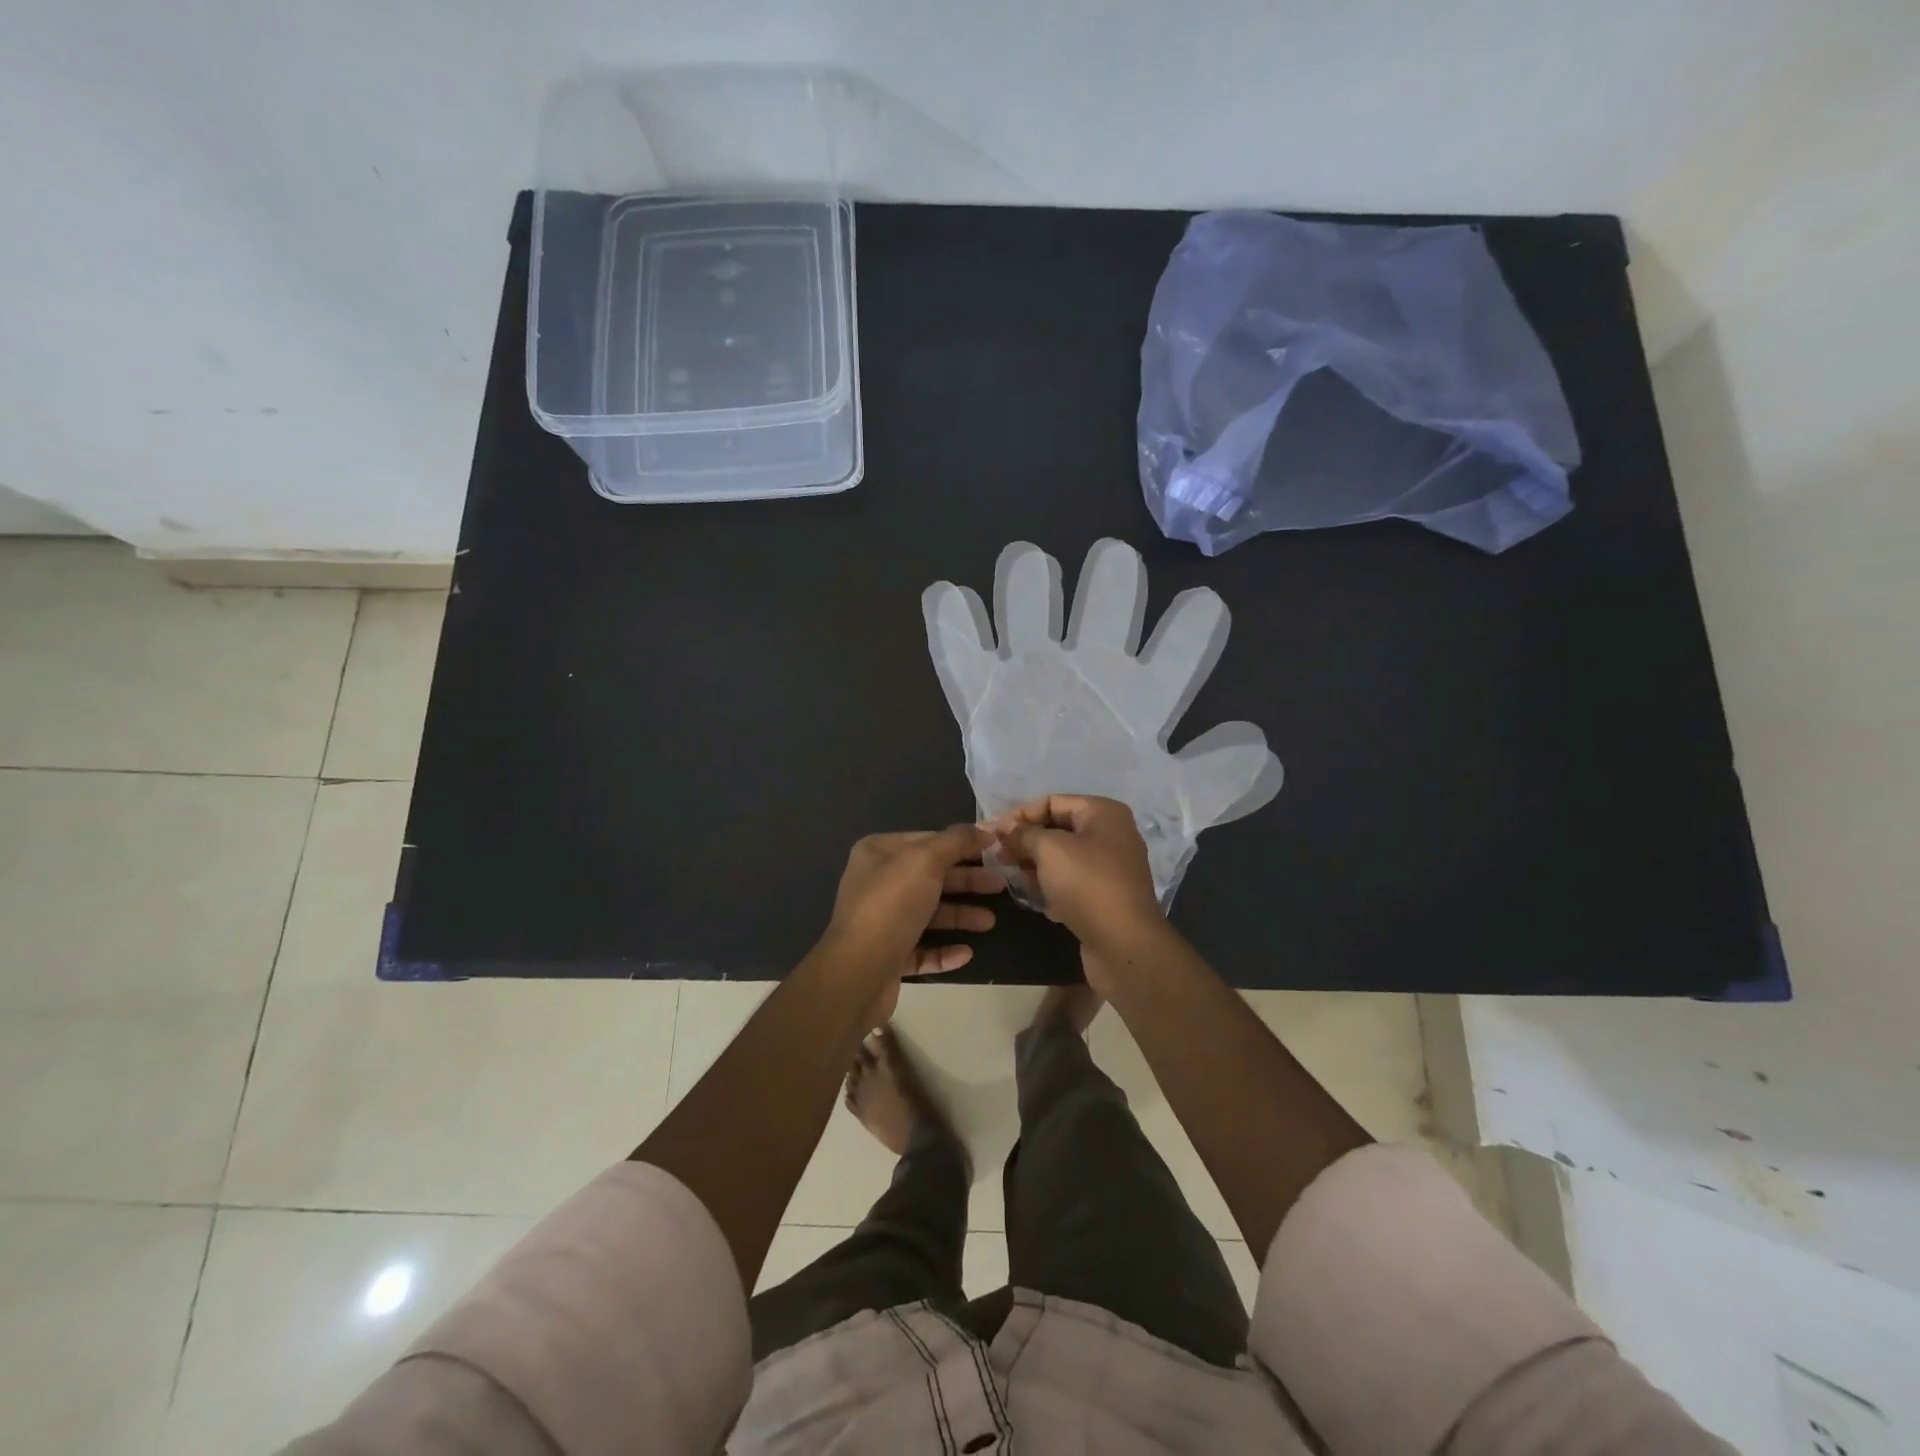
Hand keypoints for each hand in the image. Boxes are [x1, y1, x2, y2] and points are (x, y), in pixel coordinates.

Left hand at [820, 825, 1001, 1021]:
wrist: (858, 972)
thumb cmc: (892, 905)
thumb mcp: (926, 861)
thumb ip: (956, 841)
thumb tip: (985, 829)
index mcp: (878, 853)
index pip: (927, 840)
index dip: (961, 844)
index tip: (994, 850)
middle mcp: (877, 883)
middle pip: (931, 877)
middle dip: (966, 881)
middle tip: (1000, 886)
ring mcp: (882, 922)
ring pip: (929, 914)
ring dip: (960, 916)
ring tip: (989, 923)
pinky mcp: (888, 956)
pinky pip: (922, 949)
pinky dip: (945, 950)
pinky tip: (966, 953)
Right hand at [987, 795, 1167, 992]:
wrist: (1124, 944)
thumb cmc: (1087, 885)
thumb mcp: (1049, 850)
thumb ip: (1023, 833)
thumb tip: (1003, 827)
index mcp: (1103, 813)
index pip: (1052, 802)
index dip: (1019, 815)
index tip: (991, 833)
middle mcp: (1111, 835)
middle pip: (1058, 829)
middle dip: (1025, 841)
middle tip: (996, 856)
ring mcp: (1110, 867)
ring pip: (1062, 858)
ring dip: (1034, 864)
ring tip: (1008, 876)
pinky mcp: (1105, 896)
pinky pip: (1071, 881)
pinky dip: (1050, 885)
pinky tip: (1031, 896)